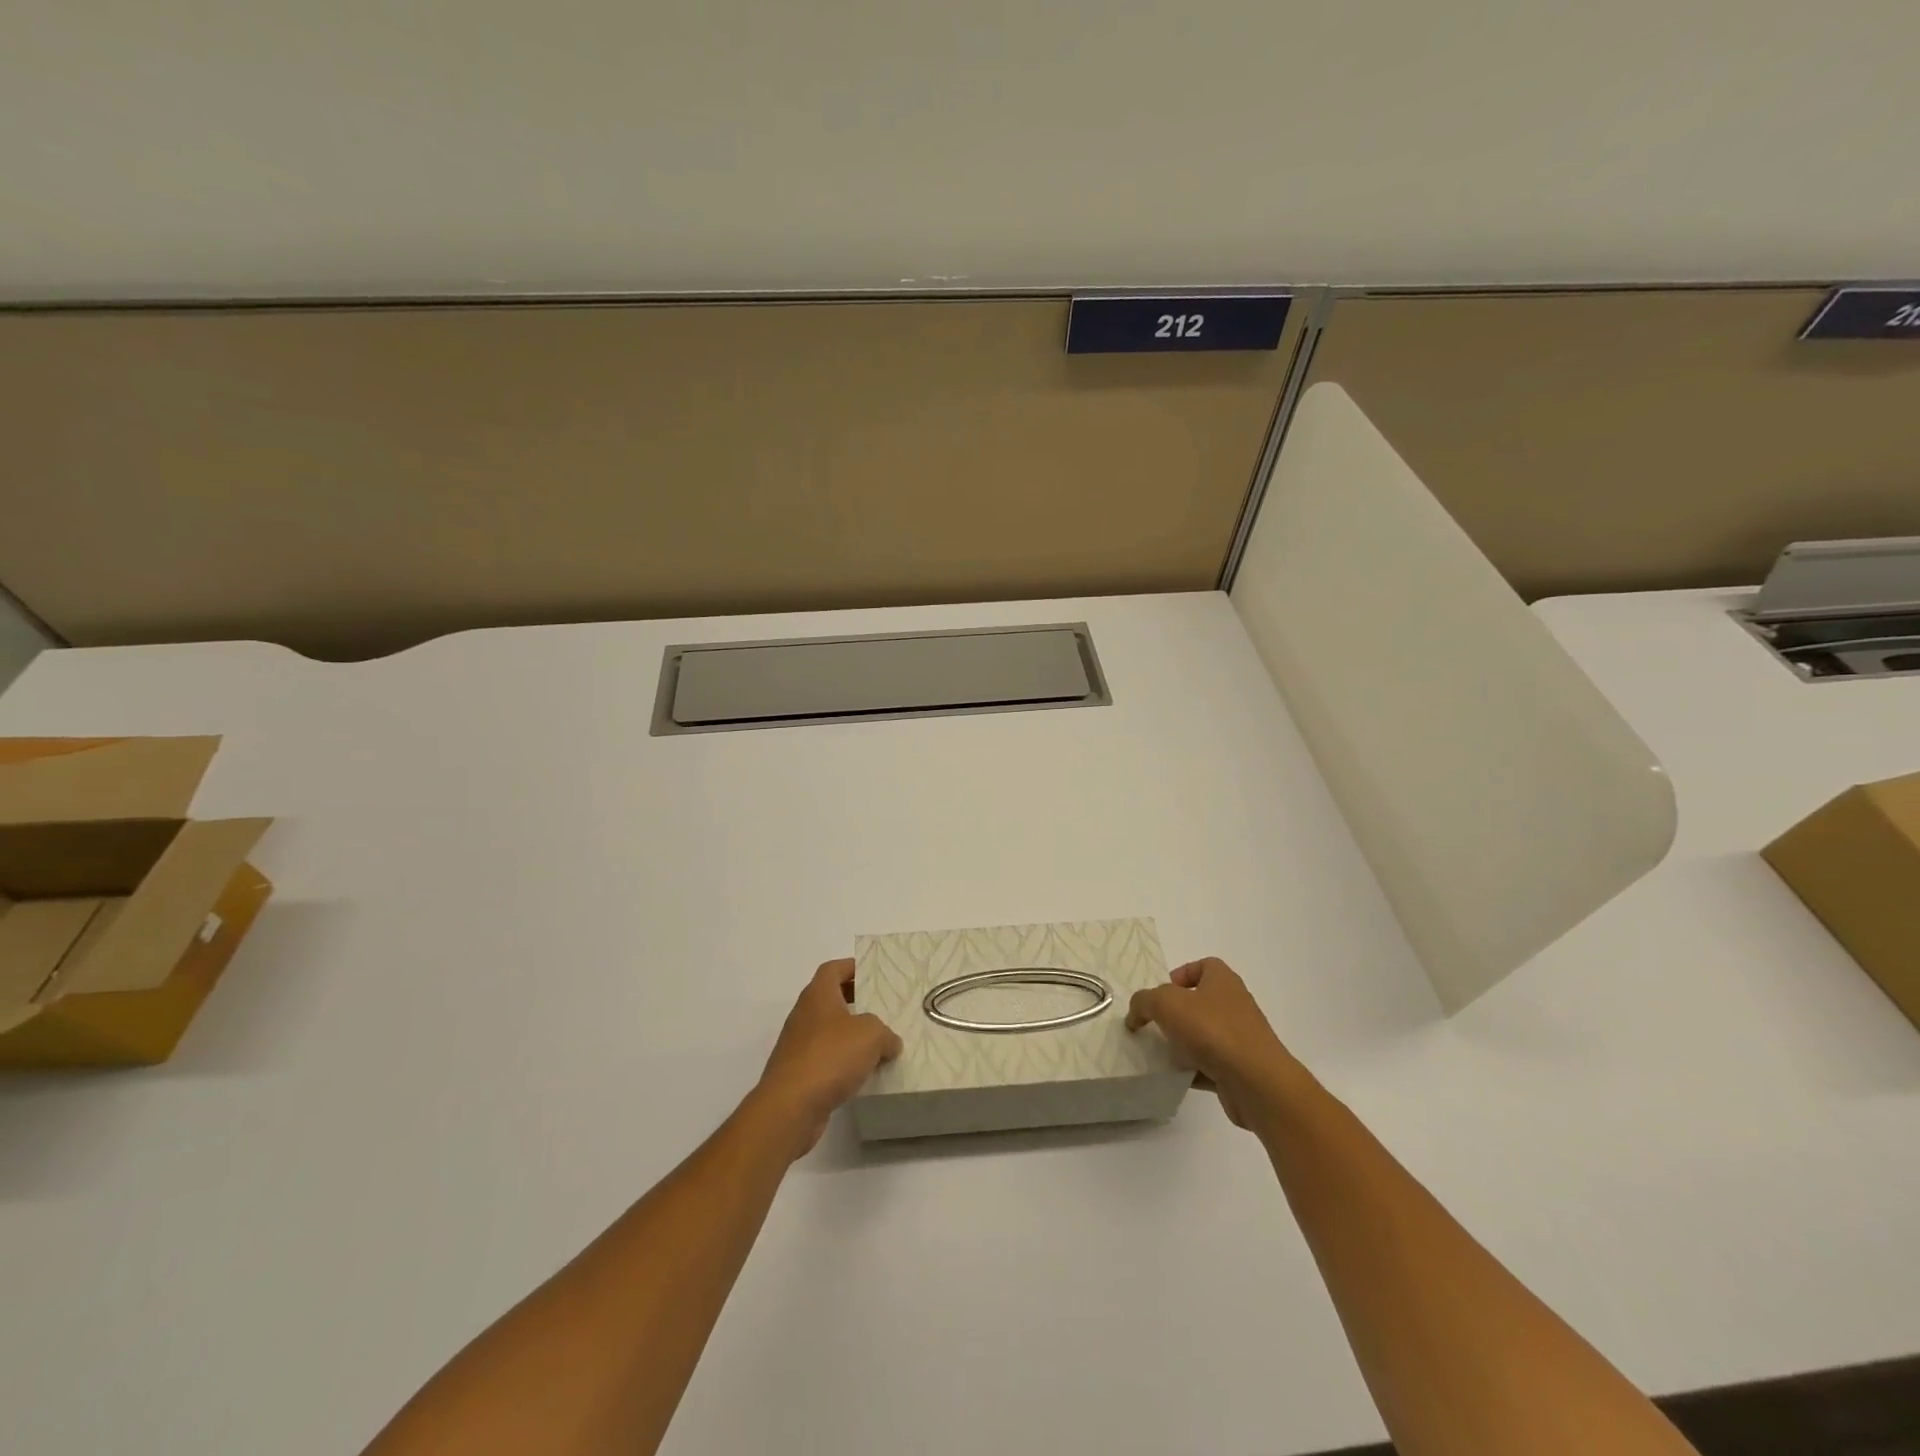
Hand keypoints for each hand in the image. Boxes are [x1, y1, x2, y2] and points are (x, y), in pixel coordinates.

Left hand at [748, 959, 902, 1159]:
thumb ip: (886, 1034)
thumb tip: (890, 1043)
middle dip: (855, 1002)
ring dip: (850, 1035)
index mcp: (818, 995)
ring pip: (828, 1031)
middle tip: (881, 1008)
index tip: (872, 974)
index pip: (832, 969)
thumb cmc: (830, 1056)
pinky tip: (862, 1073)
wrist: (790, 1106)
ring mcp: (798, 1045)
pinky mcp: (798, 1073)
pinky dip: (842, 1061)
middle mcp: (804, 1015)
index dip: (852, 967)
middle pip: (830, 999)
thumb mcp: (871, 1035)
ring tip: (878, 1044)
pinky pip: (825, 1058)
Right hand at [1126, 958, 1297, 1128]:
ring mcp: (1241, 1039)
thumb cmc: (1212, 1030)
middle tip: (1155, 1024)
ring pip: (1205, 1035)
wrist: (1256, 1083)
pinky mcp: (1241, 1069)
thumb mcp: (1165, 1003)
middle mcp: (1235, 1005)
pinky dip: (1193, 1070)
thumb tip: (1135, 1014)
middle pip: (1201, 1002)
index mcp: (1223, 981)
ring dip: (1183, 1043)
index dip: (1181, 975)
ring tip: (1160, 1052)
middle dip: (1176, 1013)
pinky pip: (1211, 1065)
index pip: (1204, 966)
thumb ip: (1143, 1002)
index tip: (1161, 994)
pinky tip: (1176, 1076)